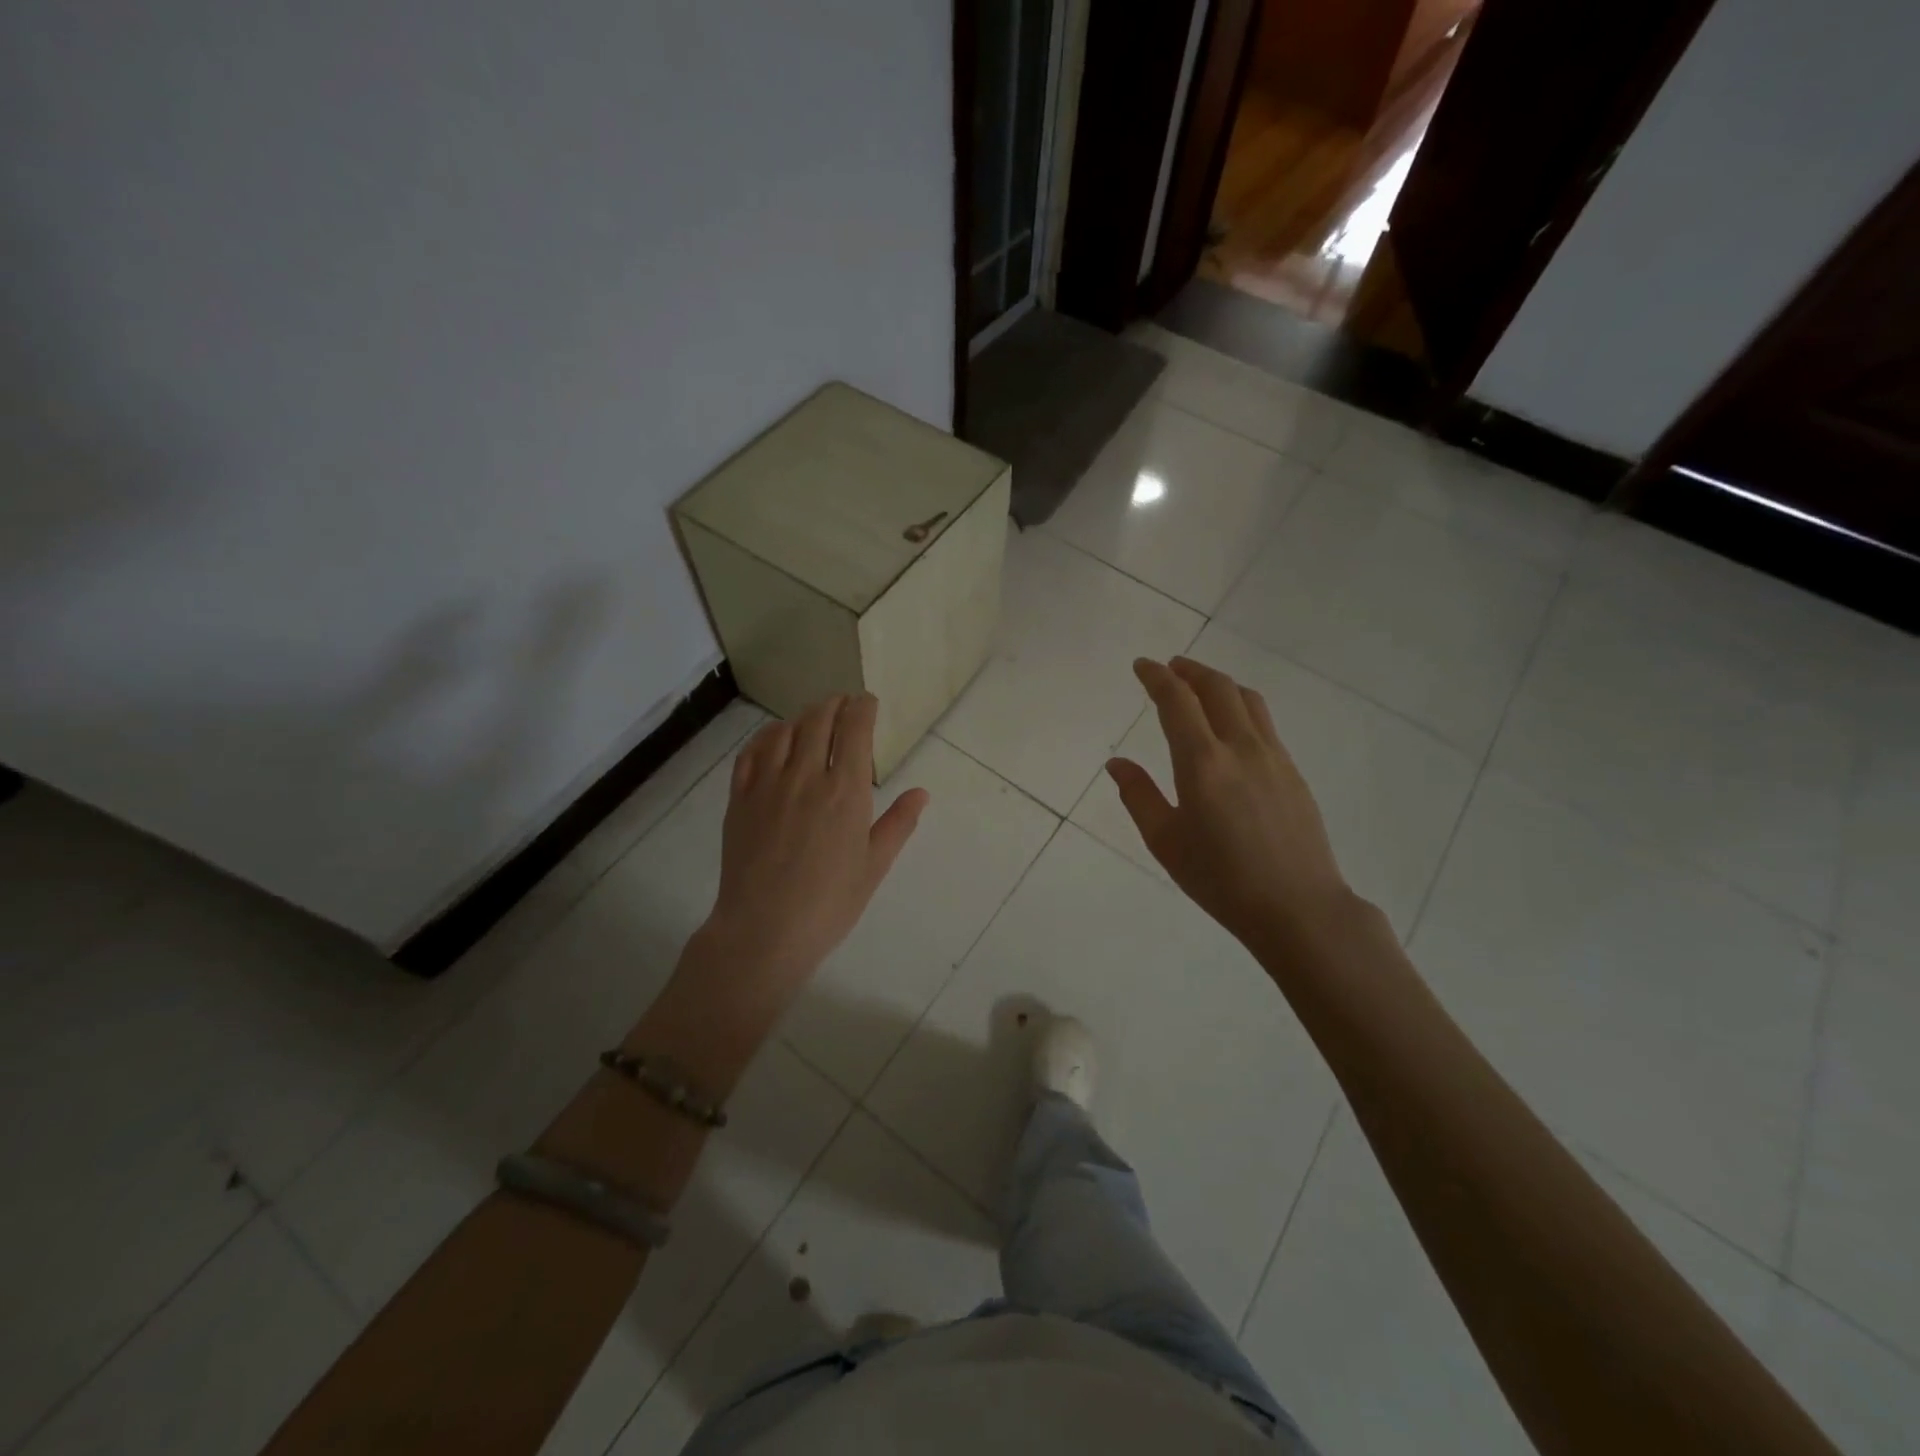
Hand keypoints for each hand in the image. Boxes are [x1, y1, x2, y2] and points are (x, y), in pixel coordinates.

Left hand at [699, 694, 928, 996]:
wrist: (764, 930)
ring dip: (802, 717)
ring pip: (783, 731)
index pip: (854, 729)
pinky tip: (773, 740)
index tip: (868, 701)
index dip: (862, 708)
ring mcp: (767, 785)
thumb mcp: (874, 866)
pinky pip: (751, 753)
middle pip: (818, 720)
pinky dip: (766, 737)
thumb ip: (898, 824)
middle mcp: (805, 776)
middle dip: (834, 704)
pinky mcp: (740, 798)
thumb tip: (921, 793)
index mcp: (845, 791)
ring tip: (811, 718)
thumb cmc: (829, 904)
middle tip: (843, 703)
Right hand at [1107, 657, 1354, 952]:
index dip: (1157, 677)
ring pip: (1247, 699)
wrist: (1298, 907)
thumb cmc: (1221, 880)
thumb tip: (1117, 763)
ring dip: (1219, 683)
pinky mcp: (1292, 771)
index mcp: (1202, 763)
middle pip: (1217, 688)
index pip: (1177, 701)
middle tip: (1169, 667)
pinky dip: (1240, 706)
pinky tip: (1230, 725)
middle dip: (1189, 670)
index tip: (1142, 666)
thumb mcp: (1165, 842)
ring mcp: (1273, 756)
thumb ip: (1139, 796)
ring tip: (1199, 686)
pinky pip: (1263, 722)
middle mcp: (1240, 747)